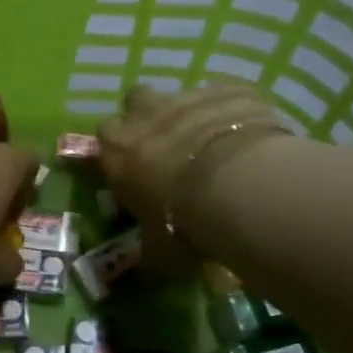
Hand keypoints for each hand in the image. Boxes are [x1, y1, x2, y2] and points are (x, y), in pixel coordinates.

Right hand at [98, 84, 288, 268]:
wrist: (238, 185)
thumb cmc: (182, 221)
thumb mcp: (158, 249)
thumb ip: (149, 248)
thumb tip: (147, 263)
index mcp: (117, 151)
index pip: (104, 136)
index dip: (118, 148)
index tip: (132, 166)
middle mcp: (145, 115)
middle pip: (136, 101)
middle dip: (148, 116)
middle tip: (167, 144)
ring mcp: (188, 96)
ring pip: (182, 95)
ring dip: (190, 113)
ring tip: (212, 142)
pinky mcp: (229, 88)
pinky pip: (226, 94)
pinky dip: (232, 110)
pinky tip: (248, 135)